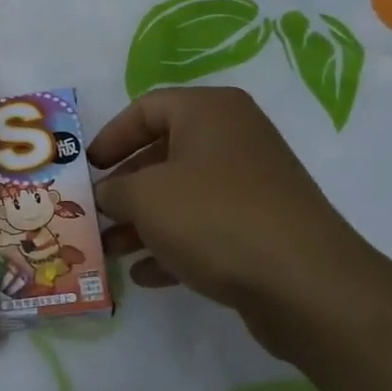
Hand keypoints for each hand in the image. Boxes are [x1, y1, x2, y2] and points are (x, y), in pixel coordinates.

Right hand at [89, 87, 389, 360]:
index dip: (110, 136)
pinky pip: (206, 228)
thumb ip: (114, 189)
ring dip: (143, 222)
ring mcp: (251, 185)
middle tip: (95, 211)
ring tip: (110, 250)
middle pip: (163, 154)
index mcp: (209, 112)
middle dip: (124, 187)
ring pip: (183, 195)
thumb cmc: (214, 217)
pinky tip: (146, 275)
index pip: (146, 108)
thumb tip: (106, 194)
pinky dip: (174, 246)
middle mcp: (234, 139)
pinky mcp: (261, 227)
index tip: (86, 168)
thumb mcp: (146, 197)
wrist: (304, 282)